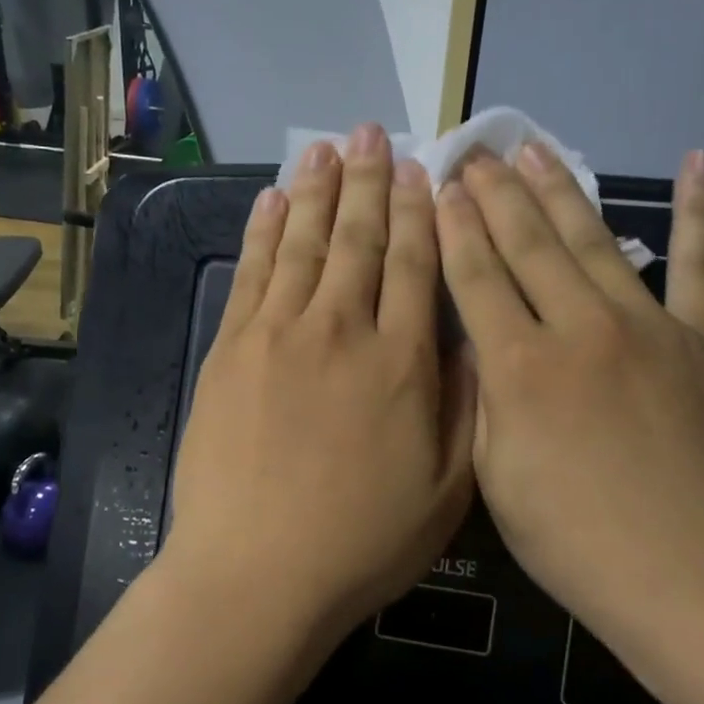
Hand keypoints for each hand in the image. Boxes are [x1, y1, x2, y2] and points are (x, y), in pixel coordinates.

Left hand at [167, 124, 475, 651]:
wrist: (258, 572)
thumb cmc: (362, 541)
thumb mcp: (449, 490)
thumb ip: (466, 406)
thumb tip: (473, 337)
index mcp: (403, 362)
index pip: (418, 265)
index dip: (420, 211)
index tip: (421, 169)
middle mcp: (342, 330)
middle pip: (359, 240)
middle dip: (369, 180)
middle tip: (372, 131)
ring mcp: (278, 335)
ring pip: (302, 243)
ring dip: (316, 190)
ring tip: (325, 146)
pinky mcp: (230, 350)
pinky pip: (252, 273)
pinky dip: (262, 230)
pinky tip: (271, 199)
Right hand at [436, 145, 703, 634]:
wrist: (685, 573)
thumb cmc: (571, 538)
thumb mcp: (494, 476)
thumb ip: (483, 399)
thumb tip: (476, 344)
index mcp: (520, 368)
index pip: (476, 278)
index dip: (454, 228)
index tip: (441, 186)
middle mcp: (579, 329)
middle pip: (528, 245)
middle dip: (496, 195)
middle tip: (476, 152)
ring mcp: (649, 327)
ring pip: (595, 241)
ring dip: (561, 190)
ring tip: (535, 150)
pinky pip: (700, 266)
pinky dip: (700, 213)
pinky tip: (697, 163)